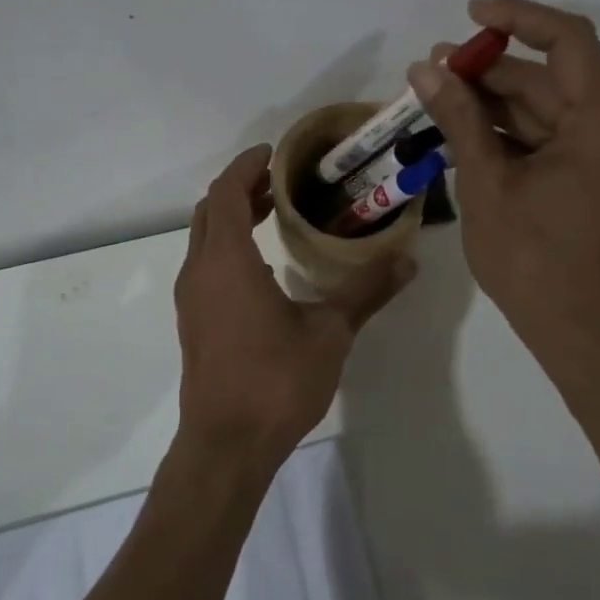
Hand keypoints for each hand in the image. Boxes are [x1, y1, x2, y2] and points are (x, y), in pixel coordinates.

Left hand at [174, 144, 415, 478]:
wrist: (226, 445)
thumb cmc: (276, 382)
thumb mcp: (330, 333)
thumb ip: (366, 291)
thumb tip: (407, 259)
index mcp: (226, 261)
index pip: (227, 193)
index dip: (247, 166)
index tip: (275, 153)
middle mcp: (200, 270)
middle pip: (212, 210)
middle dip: (242, 187)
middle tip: (281, 180)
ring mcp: (191, 298)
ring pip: (205, 237)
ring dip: (233, 216)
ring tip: (274, 211)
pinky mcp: (194, 320)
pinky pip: (206, 263)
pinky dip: (228, 244)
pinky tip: (263, 264)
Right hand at [411, 0, 599, 366]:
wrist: (576, 331)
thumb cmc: (531, 260)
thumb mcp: (486, 183)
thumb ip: (459, 119)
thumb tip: (425, 69)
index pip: (569, 41)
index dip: (519, 18)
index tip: (471, 15)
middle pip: (551, 78)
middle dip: (491, 68)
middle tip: (433, 69)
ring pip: (546, 108)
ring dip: (494, 100)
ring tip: (437, 95)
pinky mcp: (593, 177)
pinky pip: (549, 137)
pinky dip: (509, 131)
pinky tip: (462, 129)